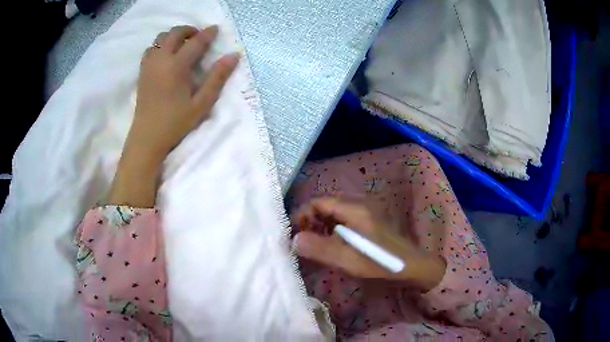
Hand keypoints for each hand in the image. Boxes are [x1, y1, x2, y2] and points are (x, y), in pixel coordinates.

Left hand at [124, 25, 239, 162]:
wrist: (147, 137)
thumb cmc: (175, 123)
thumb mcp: (202, 103)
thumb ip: (217, 77)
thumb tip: (233, 55)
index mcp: (176, 66)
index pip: (195, 42)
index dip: (207, 34)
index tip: (216, 28)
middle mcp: (161, 59)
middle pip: (174, 33)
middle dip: (189, 30)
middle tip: (199, 37)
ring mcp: (149, 64)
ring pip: (160, 38)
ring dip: (174, 36)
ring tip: (183, 45)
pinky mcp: (142, 71)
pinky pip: (151, 49)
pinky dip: (160, 45)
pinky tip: (167, 56)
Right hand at [292, 197, 445, 290]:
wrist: (412, 265)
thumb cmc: (380, 261)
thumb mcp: (347, 259)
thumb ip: (319, 248)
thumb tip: (293, 239)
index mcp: (354, 208)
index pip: (319, 202)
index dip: (302, 215)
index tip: (293, 233)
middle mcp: (359, 205)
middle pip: (326, 206)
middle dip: (309, 221)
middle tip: (301, 241)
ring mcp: (365, 213)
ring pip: (334, 214)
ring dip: (320, 227)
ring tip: (313, 245)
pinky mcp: (368, 222)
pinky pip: (343, 221)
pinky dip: (331, 231)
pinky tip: (330, 245)